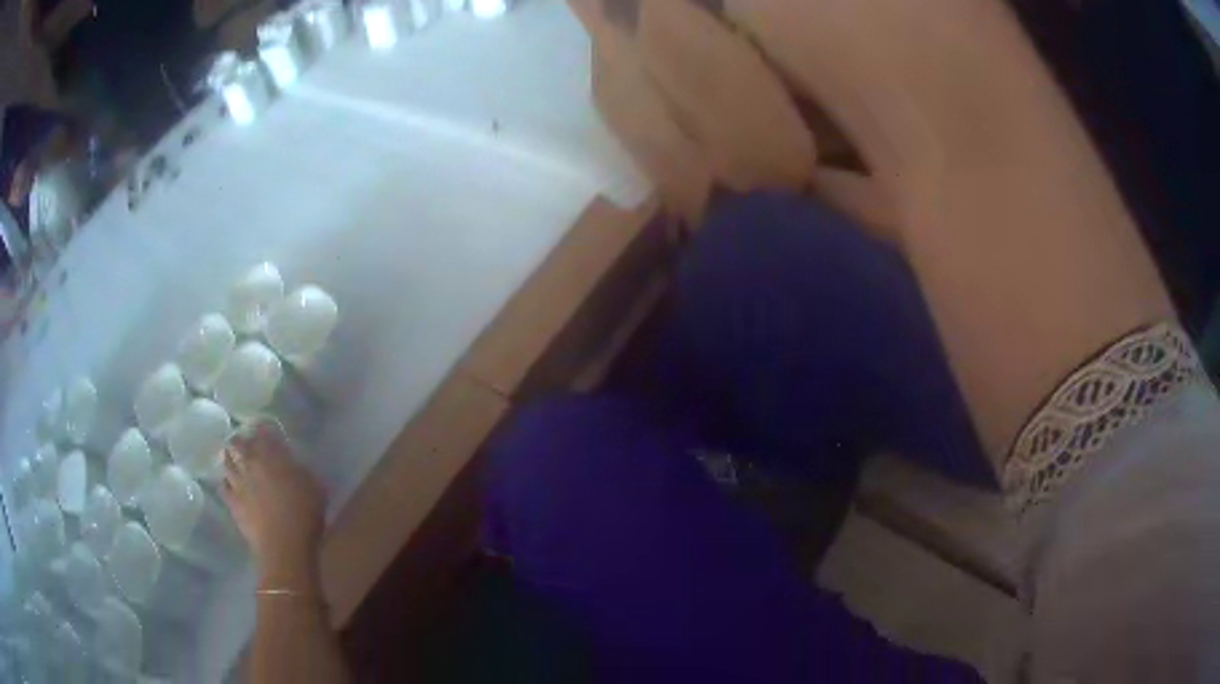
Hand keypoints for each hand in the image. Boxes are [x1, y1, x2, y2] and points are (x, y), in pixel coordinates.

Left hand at [222, 424, 326, 589]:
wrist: (284, 547)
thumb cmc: (305, 516)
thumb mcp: (316, 488)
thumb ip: (302, 470)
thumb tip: (294, 463)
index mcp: (272, 456)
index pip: (263, 431)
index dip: (263, 428)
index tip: (266, 428)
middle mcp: (250, 464)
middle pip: (238, 443)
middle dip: (241, 441)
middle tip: (246, 443)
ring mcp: (238, 483)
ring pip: (227, 462)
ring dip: (230, 458)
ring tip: (234, 459)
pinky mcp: (232, 503)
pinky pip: (223, 486)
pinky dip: (226, 482)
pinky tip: (230, 484)